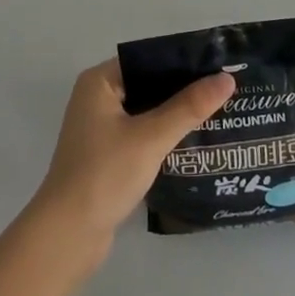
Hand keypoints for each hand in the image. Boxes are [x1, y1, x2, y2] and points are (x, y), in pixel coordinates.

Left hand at [29, 59, 236, 254]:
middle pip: (148, 85)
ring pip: (147, 112)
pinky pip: (142, 134)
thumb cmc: (104, 174)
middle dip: (183, 90)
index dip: (182, 62)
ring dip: (175, 115)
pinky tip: (194, 141)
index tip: (218, 65)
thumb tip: (227, 79)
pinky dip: (164, 136)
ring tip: (218, 112)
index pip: (147, 59)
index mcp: (99, 82)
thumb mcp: (151, 137)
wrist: (67, 236)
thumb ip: (189, 107)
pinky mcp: (107, 155)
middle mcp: (97, 98)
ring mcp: (100, 129)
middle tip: (224, 90)